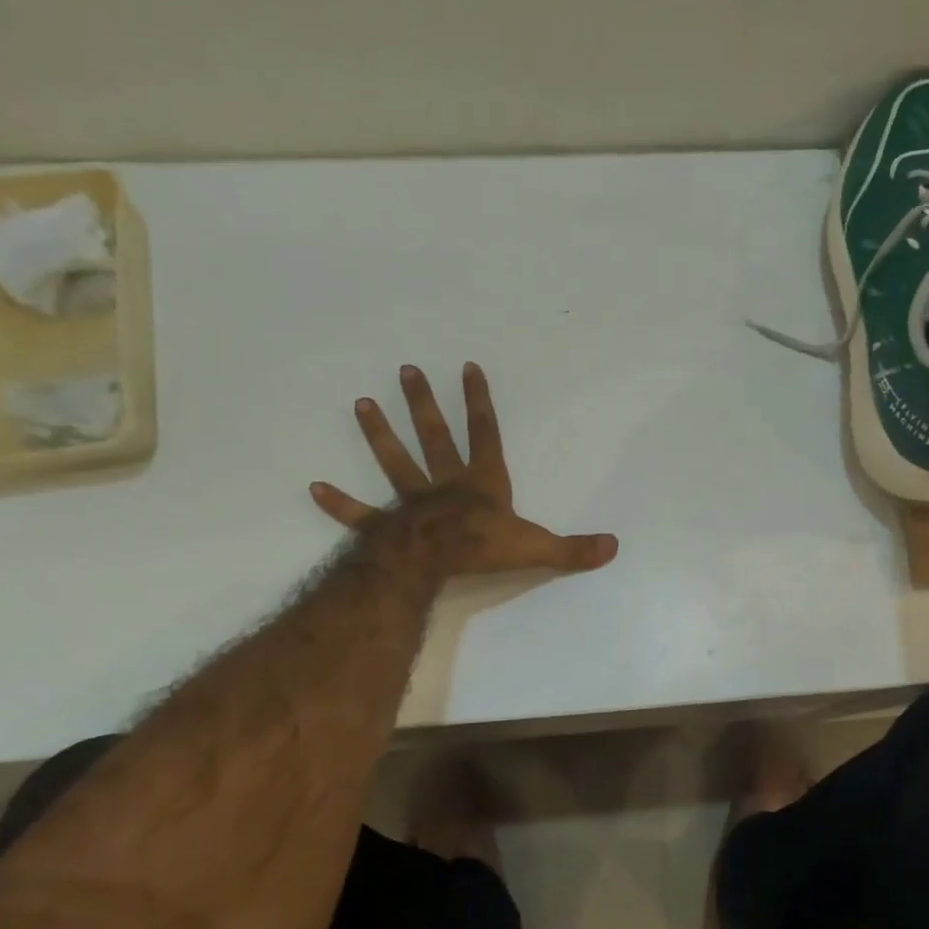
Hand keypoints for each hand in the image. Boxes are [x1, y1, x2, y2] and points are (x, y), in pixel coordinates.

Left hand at [310, 363, 618, 578]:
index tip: (467, 367)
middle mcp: (445, 483)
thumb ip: (573, 549)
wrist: (436, 562)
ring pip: (394, 462)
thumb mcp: (538, 548)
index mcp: (481, 483)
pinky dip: (339, 504)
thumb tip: (614, 547)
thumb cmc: (485, 547)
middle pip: (433, 436)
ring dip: (379, 435)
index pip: (484, 433)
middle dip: (422, 403)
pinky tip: (314, 488)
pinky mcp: (385, 526)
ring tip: (361, 404)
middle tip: (405, 370)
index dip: (478, 401)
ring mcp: (411, 502)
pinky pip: (360, 513)